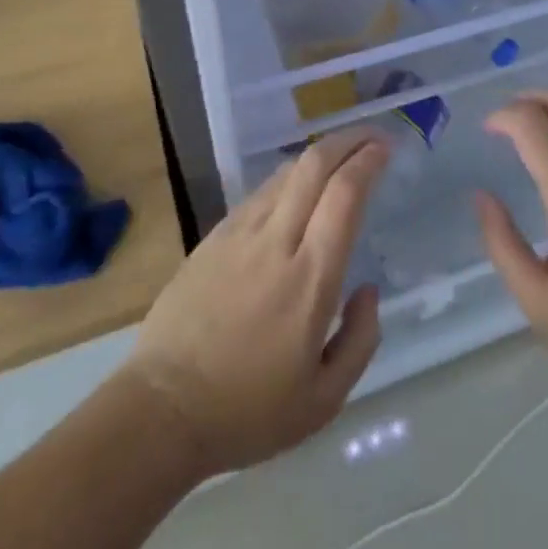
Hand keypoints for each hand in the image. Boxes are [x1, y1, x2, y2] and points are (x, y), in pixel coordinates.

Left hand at [123, 132, 387, 475]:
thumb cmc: (247, 412)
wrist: (161, 410)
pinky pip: (259, 194)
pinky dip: (287, 180)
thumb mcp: (323, 401)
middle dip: (347, 140)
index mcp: (310, 278)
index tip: (386, 148)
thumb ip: (360, 340)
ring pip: (285, 173)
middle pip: (314, 165)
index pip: (344, 195)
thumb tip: (367, 290)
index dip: (368, 161)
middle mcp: (276, 242)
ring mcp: (239, 234)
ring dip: (318, 156)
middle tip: (370, 136)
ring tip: (339, 158)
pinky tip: (295, 190)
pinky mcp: (213, 238)